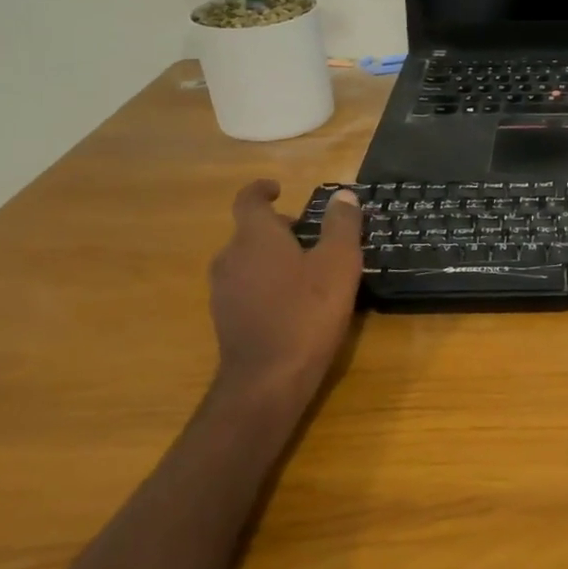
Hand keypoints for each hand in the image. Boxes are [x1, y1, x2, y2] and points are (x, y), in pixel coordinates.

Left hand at [208, 180, 362, 409]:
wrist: (268, 379)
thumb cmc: (307, 312)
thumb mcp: (339, 264)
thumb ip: (342, 226)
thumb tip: (344, 196)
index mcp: (255, 236)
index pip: (249, 200)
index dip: (262, 190)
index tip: (279, 189)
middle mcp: (230, 257)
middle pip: (250, 232)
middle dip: (278, 229)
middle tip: (310, 236)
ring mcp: (223, 291)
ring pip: (247, 261)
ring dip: (272, 258)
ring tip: (306, 271)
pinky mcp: (225, 319)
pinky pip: (246, 288)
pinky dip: (266, 284)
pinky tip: (292, 303)